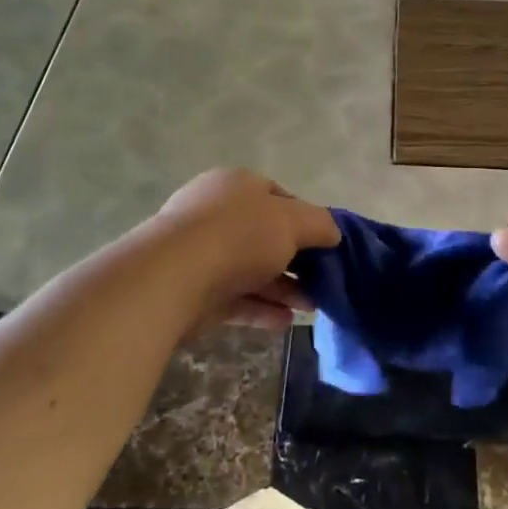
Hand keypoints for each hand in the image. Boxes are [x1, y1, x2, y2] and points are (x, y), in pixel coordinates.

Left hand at [154, 168, 338, 330]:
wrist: (174, 276)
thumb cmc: (240, 235)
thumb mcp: (293, 221)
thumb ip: (320, 224)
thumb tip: (333, 233)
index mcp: (237, 185)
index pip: (278, 197)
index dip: (306, 219)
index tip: (326, 244)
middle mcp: (216, 214)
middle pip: (265, 236)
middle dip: (296, 261)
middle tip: (322, 281)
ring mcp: (201, 253)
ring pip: (251, 270)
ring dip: (283, 289)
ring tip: (311, 308)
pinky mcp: (193, 291)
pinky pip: (234, 298)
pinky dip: (260, 309)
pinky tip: (285, 322)